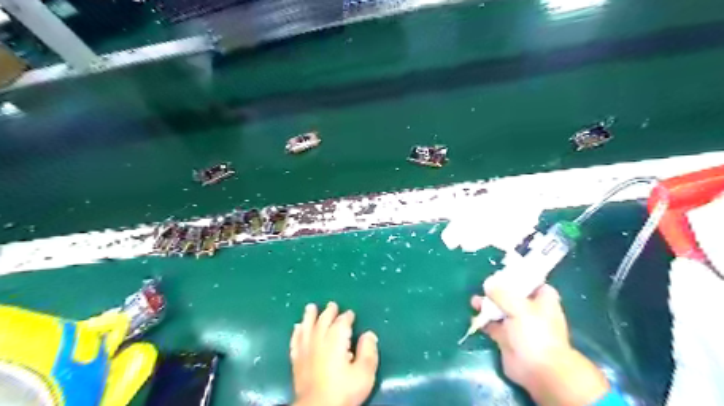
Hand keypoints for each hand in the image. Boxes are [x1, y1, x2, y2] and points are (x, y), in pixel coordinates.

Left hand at [290, 301, 379, 405]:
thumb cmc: (343, 390)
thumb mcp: (364, 373)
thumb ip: (368, 351)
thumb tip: (369, 334)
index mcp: (336, 339)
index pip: (342, 322)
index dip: (347, 316)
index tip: (350, 313)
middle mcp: (319, 340)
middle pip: (323, 320)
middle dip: (329, 312)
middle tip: (332, 305)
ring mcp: (306, 349)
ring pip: (307, 327)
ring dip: (309, 316)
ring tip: (310, 307)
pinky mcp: (296, 361)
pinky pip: (295, 341)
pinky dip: (296, 332)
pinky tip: (296, 328)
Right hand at [476, 272, 609, 405]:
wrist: (538, 370)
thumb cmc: (535, 333)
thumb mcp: (519, 307)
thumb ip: (502, 293)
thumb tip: (488, 283)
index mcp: (542, 299)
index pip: (532, 282)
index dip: (519, 275)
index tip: (502, 270)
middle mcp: (530, 309)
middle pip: (512, 294)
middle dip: (497, 290)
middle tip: (484, 285)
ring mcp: (517, 324)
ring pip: (500, 308)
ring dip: (487, 304)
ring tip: (474, 301)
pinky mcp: (506, 336)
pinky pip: (492, 324)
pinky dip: (484, 320)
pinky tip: (475, 316)